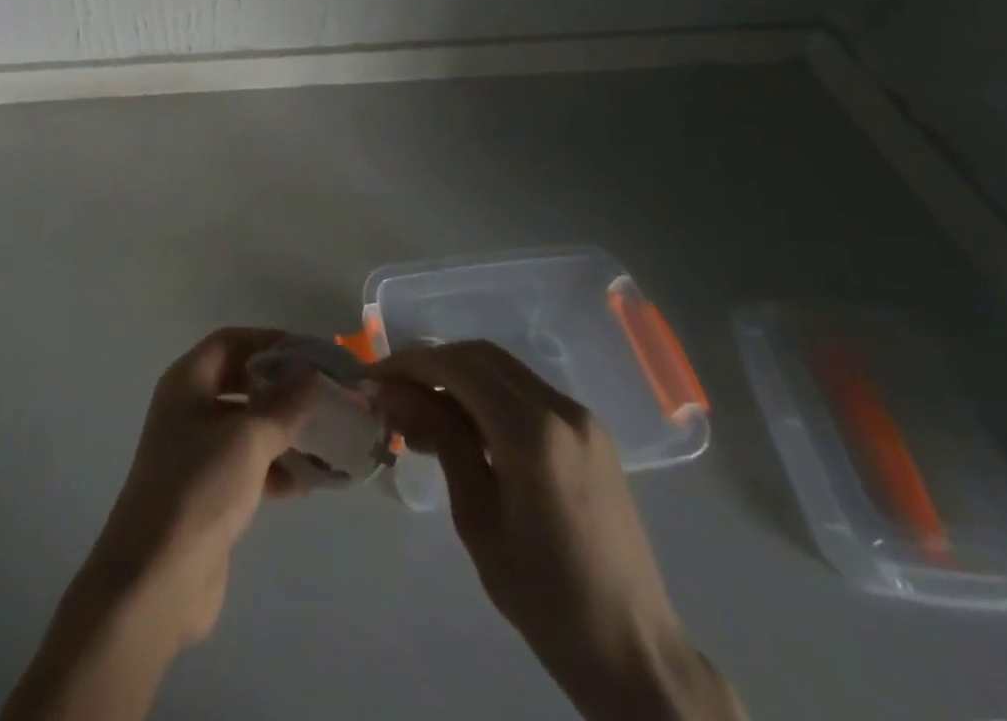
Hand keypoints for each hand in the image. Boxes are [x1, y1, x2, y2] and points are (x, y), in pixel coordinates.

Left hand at [86, 327, 315, 647]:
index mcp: (187, 382)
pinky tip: (311, 481)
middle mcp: (188, 408)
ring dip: (284, 429)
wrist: (155, 579)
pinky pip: (248, 464)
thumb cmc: (199, 489)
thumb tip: (308, 373)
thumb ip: (282, 404)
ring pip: (247, 425)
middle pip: (240, 381)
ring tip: (328, 438)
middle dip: (281, 386)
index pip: (231, 342)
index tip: (311, 353)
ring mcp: (196, 451)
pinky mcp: (208, 491)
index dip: (269, 341)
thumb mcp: (247, 439)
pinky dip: (276, 466)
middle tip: (324, 394)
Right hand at [374, 342, 743, 720]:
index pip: (457, 367)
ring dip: (456, 376)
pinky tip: (463, 427)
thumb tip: (394, 392)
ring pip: (502, 368)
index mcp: (532, 432)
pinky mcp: (589, 433)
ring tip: (420, 413)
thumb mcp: (477, 518)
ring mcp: (580, 417)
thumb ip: (440, 439)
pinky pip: (524, 391)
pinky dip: (486, 393)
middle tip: (392, 392)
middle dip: (430, 364)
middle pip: (480, 356)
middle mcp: (560, 408)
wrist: (634, 650)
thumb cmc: (545, 595)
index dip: (409, 364)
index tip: (372, 379)